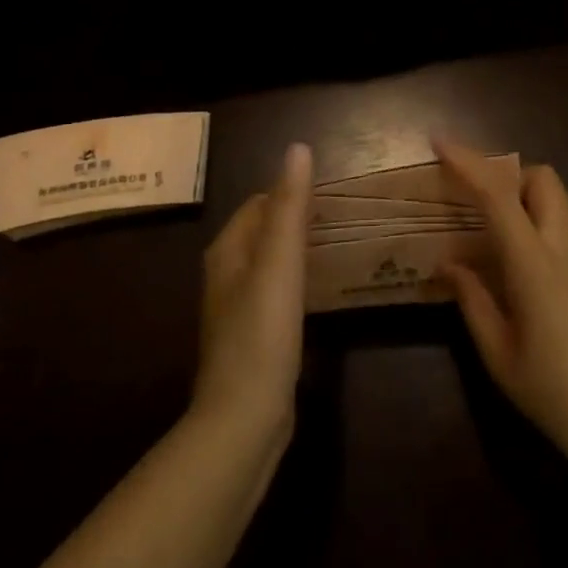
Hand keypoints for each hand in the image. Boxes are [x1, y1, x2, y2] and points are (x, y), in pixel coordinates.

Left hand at [193, 142, 311, 443]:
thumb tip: (298, 148)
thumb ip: (290, 206)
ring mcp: (237, 310)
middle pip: (263, 232)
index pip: (259, 204)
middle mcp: (226, 275)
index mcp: (227, 251)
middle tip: (341, 219)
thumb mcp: (280, 262)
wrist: (243, 418)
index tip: (330, 194)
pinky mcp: (253, 339)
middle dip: (296, 221)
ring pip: (270, 264)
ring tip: (336, 248)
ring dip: (298, 251)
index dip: (290, 194)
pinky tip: (319, 293)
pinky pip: (276, 294)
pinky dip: (297, 283)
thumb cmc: (261, 333)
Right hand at [437, 139, 567, 474]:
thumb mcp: (497, 352)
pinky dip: (531, 216)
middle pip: (543, 178)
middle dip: (506, 171)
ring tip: (483, 220)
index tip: (440, 143)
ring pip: (555, 198)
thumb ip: (471, 299)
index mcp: (535, 265)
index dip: (469, 163)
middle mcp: (563, 249)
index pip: (500, 196)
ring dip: (520, 191)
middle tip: (471, 194)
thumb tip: (448, 263)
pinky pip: (558, 223)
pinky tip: (508, 252)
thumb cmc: (551, 391)